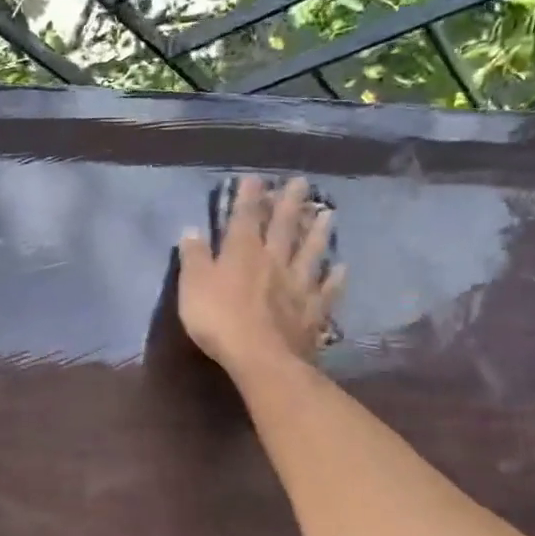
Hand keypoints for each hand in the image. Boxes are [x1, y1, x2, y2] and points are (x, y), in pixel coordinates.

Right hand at [177, 176, 344, 381]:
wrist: (262, 357)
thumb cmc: (219, 320)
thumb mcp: (193, 286)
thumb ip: (193, 257)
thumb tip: (192, 229)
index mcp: (242, 253)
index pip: (244, 218)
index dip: (248, 197)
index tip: (255, 178)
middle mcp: (274, 261)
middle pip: (283, 227)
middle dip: (289, 204)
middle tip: (302, 182)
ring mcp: (298, 285)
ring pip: (310, 253)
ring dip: (318, 233)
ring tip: (328, 213)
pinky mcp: (312, 311)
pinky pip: (326, 290)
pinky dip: (335, 278)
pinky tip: (342, 268)